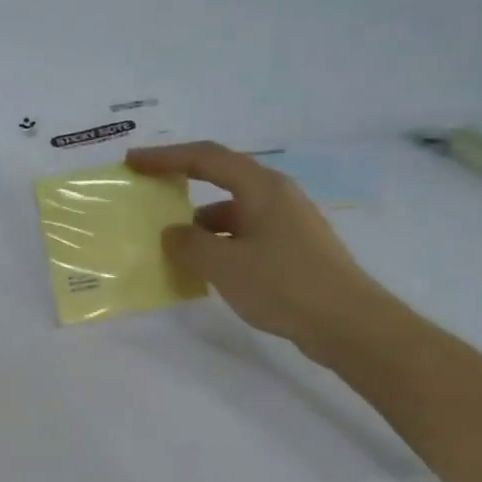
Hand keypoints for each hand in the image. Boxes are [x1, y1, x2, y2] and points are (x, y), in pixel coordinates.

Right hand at [125, 141, 392, 353]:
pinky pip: (244, 236)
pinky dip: (219, 245)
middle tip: (149, 197)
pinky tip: (205, 270)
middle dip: (181, 187)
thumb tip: (172, 233)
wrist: (349, 324)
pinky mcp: (291, 249)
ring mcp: (287, 223)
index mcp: (261, 188)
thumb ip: (189, 244)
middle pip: (220, 180)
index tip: (133, 163)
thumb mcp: (225, 265)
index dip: (165, 157)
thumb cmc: (284, 285)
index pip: (206, 158)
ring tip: (172, 248)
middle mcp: (276, 196)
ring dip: (199, 225)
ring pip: (232, 213)